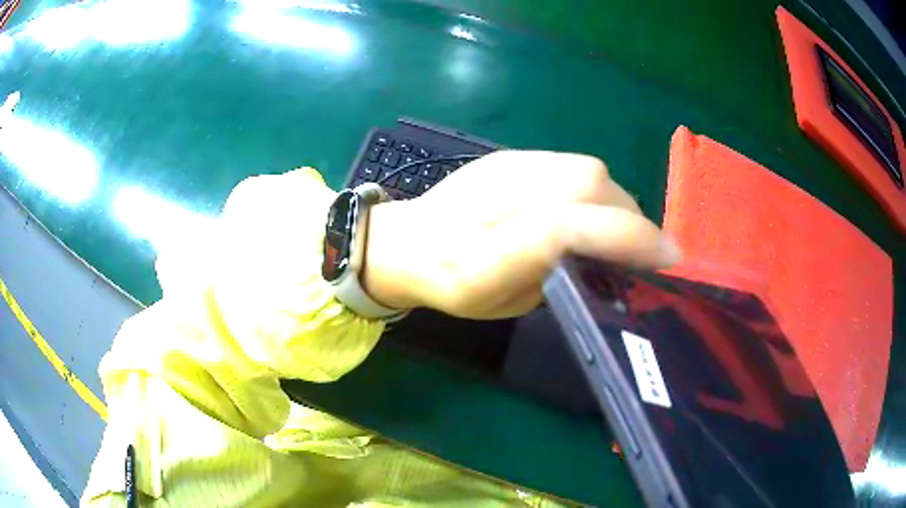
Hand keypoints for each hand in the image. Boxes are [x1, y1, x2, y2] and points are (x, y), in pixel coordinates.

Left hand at [364, 150, 679, 318]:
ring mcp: (502, 168)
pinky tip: (590, 208)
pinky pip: (570, 164)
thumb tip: (609, 259)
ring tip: (618, 228)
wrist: (407, 240)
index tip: (666, 257)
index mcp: (485, 257)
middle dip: (630, 218)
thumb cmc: (454, 287)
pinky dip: (595, 188)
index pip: (564, 227)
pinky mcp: (508, 154)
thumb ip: (560, 277)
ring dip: (616, 200)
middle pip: (586, 185)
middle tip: (643, 248)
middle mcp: (495, 201)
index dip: (624, 237)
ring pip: (585, 169)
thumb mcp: (508, 304)